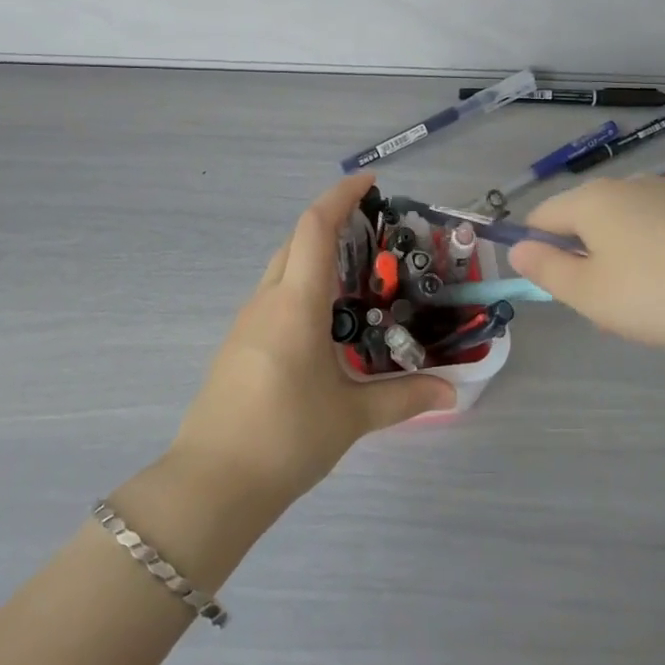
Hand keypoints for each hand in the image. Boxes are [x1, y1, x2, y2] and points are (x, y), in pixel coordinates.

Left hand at [170, 173, 454, 506]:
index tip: (369, 181)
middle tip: (372, 229)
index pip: (314, 227)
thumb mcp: (352, 417)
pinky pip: (273, 295)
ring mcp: (246, 322)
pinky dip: (300, 286)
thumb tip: (453, 390)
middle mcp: (267, 300)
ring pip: (281, 268)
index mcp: (296, 303)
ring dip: (313, 256)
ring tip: (355, 274)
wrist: (212, 483)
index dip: (340, 196)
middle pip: (296, 241)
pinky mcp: (237, 344)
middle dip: (330, 222)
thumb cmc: (285, 438)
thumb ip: (404, 398)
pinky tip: (324, 320)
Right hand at [507, 176, 664, 360]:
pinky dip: (661, 264)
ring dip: (623, 268)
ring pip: (627, 232)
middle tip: (604, 312)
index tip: (554, 289)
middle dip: (585, 265)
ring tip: (649, 313)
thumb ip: (546, 270)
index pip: (542, 216)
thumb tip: (517, 247)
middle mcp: (629, 187)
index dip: (535, 249)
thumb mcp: (591, 293)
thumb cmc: (663, 290)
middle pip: (586, 223)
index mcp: (591, 200)